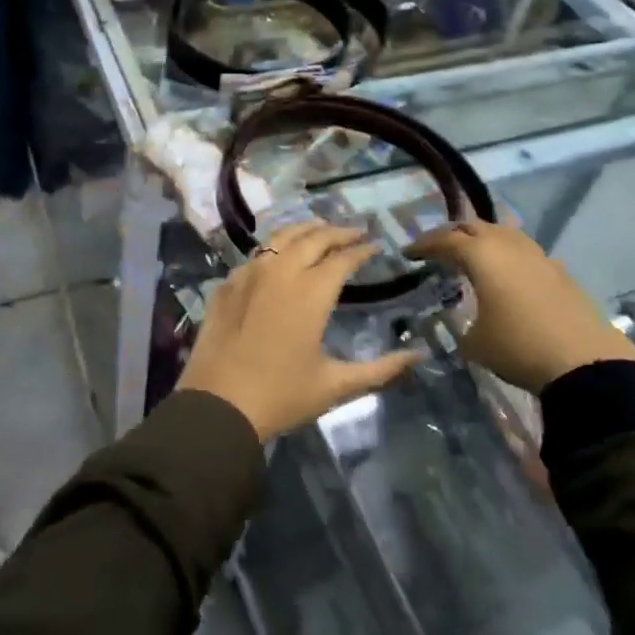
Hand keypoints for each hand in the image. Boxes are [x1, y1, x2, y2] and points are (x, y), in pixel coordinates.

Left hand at [175, 222, 425, 442]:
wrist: (217, 404)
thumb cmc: (281, 395)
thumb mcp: (335, 386)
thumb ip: (380, 369)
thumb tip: (417, 356)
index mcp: (310, 292)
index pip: (342, 258)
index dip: (361, 250)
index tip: (375, 246)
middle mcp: (280, 272)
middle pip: (312, 238)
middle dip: (336, 232)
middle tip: (354, 232)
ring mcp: (249, 274)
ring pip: (280, 238)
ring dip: (304, 230)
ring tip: (319, 230)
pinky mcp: (227, 284)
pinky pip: (255, 255)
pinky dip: (274, 248)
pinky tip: (278, 257)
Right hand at [406, 219, 634, 392]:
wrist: (586, 364)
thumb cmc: (518, 347)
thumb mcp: (474, 342)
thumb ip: (460, 323)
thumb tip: (460, 321)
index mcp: (481, 254)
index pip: (444, 240)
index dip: (423, 245)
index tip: (408, 253)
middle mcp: (508, 245)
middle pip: (474, 226)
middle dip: (452, 234)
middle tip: (437, 248)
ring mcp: (538, 256)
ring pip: (503, 234)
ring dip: (483, 240)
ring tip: (471, 255)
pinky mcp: (560, 272)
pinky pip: (524, 252)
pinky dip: (508, 256)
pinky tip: (506, 274)